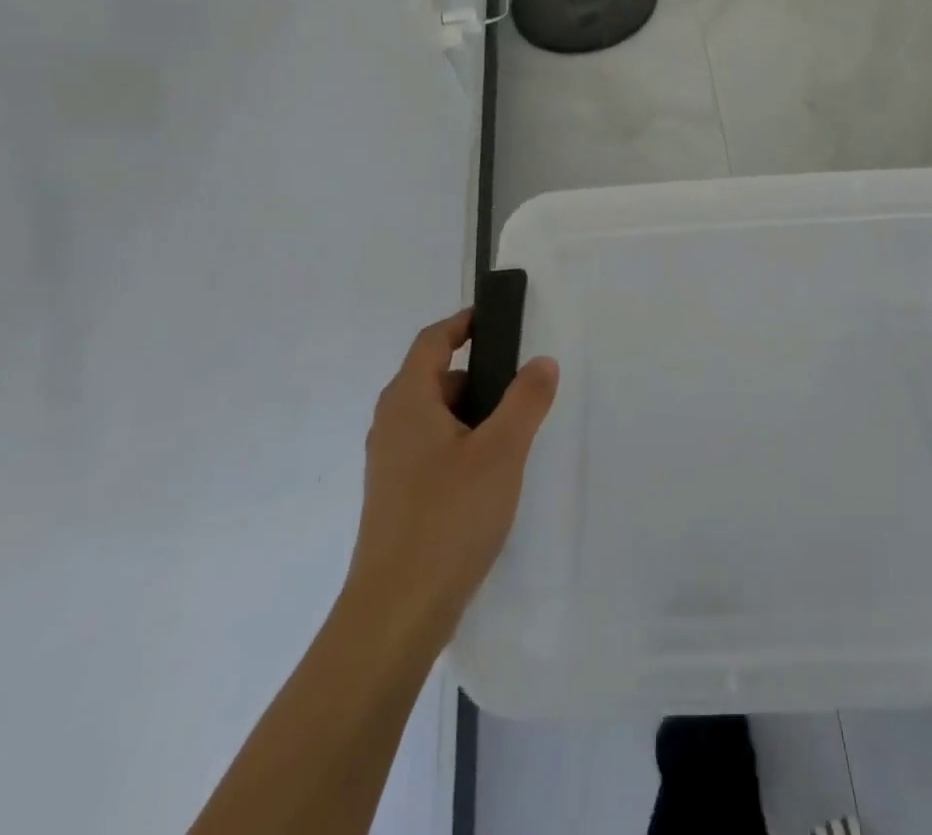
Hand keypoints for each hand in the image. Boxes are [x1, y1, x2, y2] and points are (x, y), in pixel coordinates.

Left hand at [344, 310, 559, 643]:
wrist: (396, 613)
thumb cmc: (448, 518)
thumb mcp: (502, 451)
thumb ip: (526, 400)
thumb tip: (541, 362)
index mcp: (408, 401)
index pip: (432, 341)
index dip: (464, 323)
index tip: (497, 319)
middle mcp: (391, 424)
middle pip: (435, 377)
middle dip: (478, 373)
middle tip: (521, 383)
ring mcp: (390, 463)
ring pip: (435, 416)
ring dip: (472, 412)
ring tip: (514, 431)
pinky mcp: (397, 495)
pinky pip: (432, 448)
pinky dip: (462, 442)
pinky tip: (491, 473)